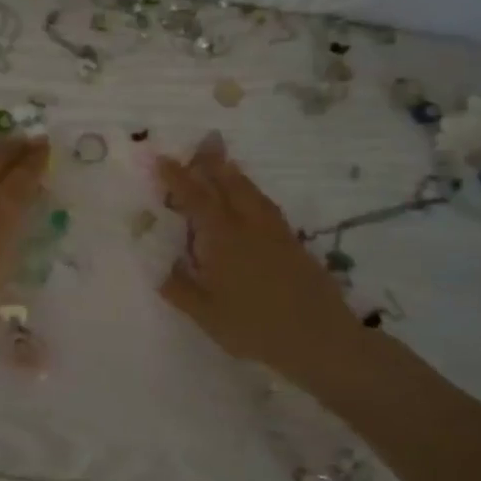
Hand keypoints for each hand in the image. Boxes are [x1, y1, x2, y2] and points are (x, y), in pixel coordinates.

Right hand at [155, 135, 360, 379]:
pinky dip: (253, 192)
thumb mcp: (207, 315)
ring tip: (224, 162)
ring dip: (234, 173)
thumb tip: (162, 269)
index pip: (195, 198)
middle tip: (202, 142)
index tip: (162, 159)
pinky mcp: (293, 242)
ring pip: (251, 191)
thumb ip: (181, 289)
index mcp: (222, 238)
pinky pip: (267, 205)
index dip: (177, 178)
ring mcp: (274, 231)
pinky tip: (253, 199)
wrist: (319, 337)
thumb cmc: (255, 327)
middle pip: (227, 184)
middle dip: (211, 163)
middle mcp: (248, 225)